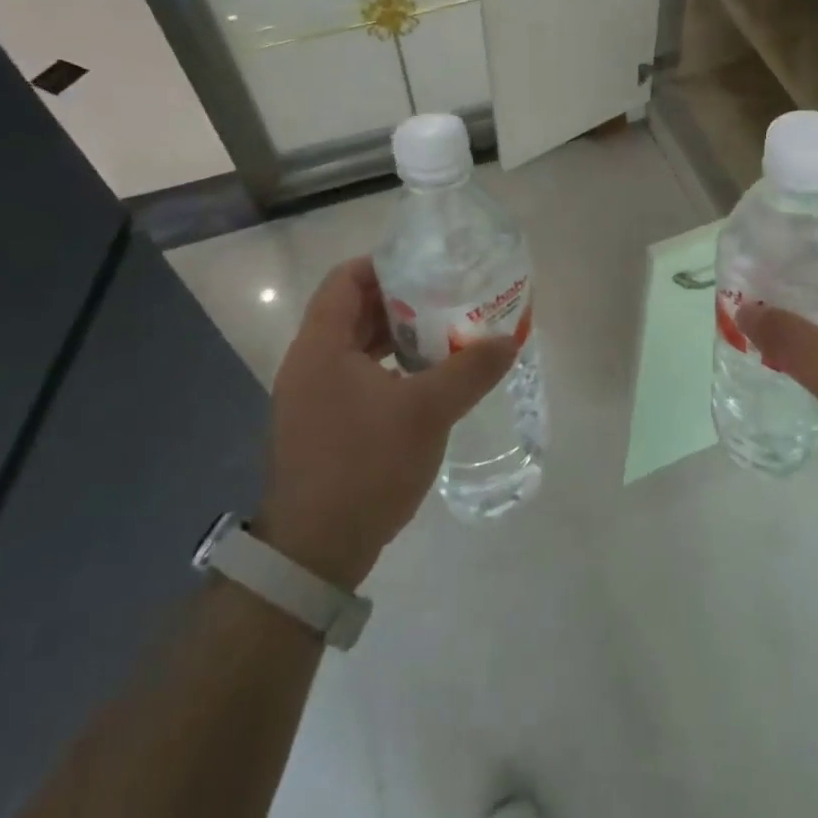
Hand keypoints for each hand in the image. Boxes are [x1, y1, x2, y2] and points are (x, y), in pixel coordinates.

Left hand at [256, 258, 516, 589]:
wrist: (315, 552)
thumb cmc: (365, 466)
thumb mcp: (427, 412)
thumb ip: (469, 370)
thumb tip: (508, 339)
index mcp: (321, 346)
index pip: (344, 279)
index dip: (384, 264)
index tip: (428, 267)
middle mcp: (308, 363)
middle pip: (351, 310)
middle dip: (399, 300)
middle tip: (446, 297)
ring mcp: (310, 397)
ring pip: (354, 346)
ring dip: (395, 336)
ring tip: (442, 333)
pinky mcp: (320, 425)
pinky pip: (354, 376)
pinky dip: (387, 368)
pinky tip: (424, 380)